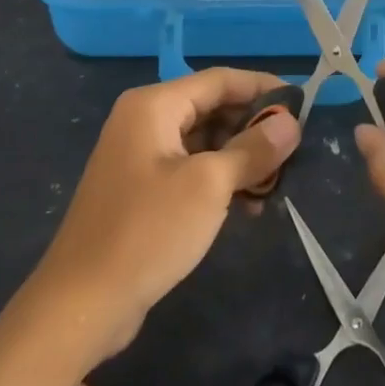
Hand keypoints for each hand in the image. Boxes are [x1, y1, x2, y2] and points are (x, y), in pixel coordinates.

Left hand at [28, 68, 299, 366]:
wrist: (81, 305)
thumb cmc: (148, 231)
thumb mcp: (209, 186)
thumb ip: (253, 149)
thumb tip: (291, 122)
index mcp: (154, 106)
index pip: (220, 80)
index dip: (263, 87)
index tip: (303, 105)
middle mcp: (144, 121)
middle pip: (212, 108)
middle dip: (253, 127)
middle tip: (294, 149)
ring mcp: (140, 156)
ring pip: (204, 141)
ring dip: (241, 157)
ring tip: (277, 181)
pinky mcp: (141, 190)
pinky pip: (190, 169)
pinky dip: (220, 180)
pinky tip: (248, 205)